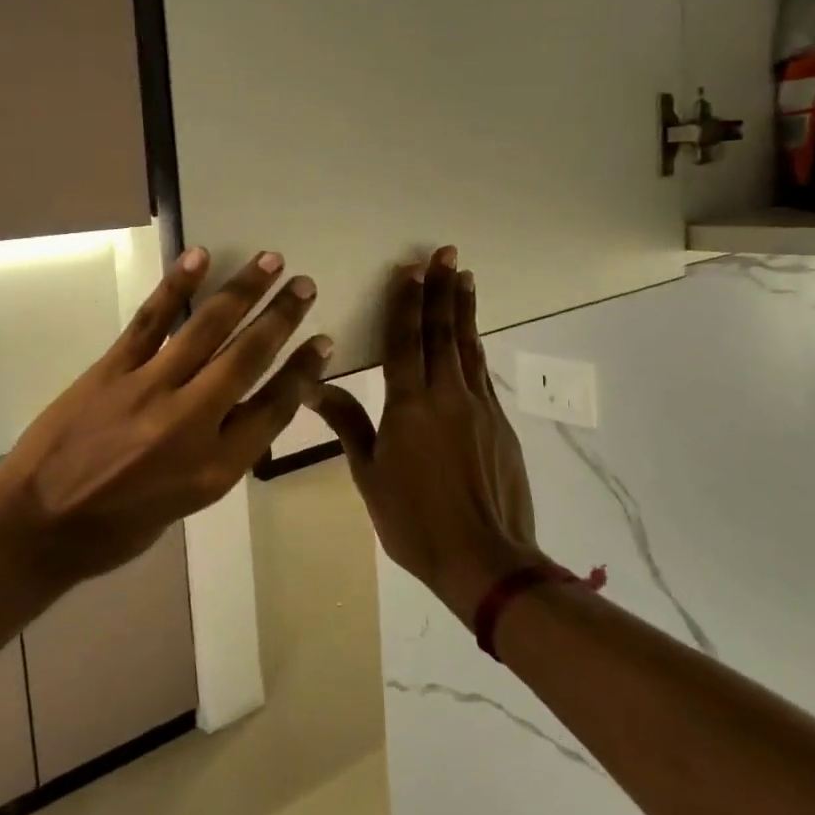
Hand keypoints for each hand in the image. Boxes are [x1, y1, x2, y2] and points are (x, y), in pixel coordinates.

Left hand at [0, 247, 332, 585]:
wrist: (37, 526)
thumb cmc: (116, 528)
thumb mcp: (186, 504)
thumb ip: (220, 454)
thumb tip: (241, 407)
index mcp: (215, 468)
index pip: (274, 408)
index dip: (302, 371)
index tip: (322, 341)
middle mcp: (191, 423)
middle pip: (248, 358)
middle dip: (282, 318)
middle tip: (305, 285)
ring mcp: (150, 390)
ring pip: (207, 329)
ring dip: (243, 291)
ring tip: (271, 262)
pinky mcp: (112, 370)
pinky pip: (151, 321)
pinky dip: (176, 287)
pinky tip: (199, 259)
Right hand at [311, 247, 540, 626]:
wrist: (485, 560)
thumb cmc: (414, 521)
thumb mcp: (368, 475)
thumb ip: (348, 423)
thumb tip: (313, 385)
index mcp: (408, 405)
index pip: (405, 341)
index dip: (406, 302)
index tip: (411, 269)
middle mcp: (446, 395)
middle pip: (443, 332)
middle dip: (442, 290)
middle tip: (447, 254)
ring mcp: (479, 408)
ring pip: (469, 348)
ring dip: (465, 311)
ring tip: (465, 278)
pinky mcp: (501, 426)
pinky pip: (483, 376)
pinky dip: (476, 349)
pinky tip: (474, 340)